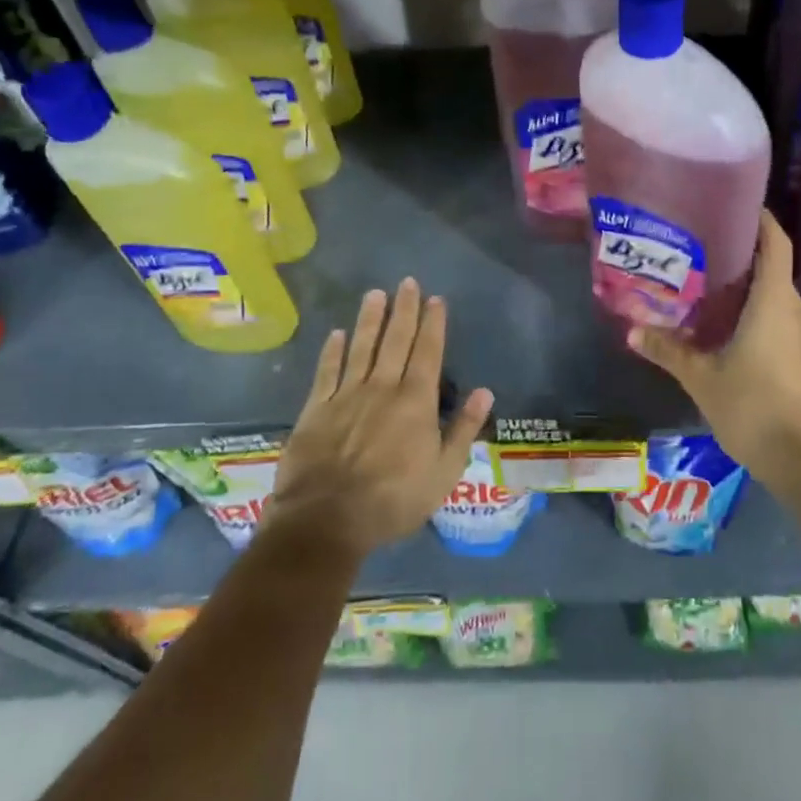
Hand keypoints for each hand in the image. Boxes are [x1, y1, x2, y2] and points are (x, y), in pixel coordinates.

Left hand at [268, 280, 493, 557]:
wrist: (327, 519)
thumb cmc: (394, 499)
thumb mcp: (443, 472)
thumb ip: (464, 429)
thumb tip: (485, 391)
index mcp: (416, 401)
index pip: (428, 352)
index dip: (433, 323)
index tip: (436, 299)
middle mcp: (382, 387)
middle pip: (396, 340)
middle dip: (404, 310)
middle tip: (407, 282)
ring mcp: (346, 395)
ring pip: (361, 347)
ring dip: (370, 319)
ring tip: (375, 293)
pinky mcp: (316, 409)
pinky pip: (326, 371)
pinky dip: (332, 351)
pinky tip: (337, 333)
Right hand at [627, 211, 800, 487]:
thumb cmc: (752, 407)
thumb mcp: (702, 377)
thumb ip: (669, 349)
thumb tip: (632, 330)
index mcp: (774, 302)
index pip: (775, 243)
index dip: (761, 219)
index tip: (737, 204)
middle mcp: (795, 309)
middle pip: (774, 266)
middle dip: (743, 253)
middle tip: (703, 245)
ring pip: (777, 294)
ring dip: (750, 284)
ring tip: (709, 283)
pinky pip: (781, 317)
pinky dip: (758, 310)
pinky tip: (729, 324)